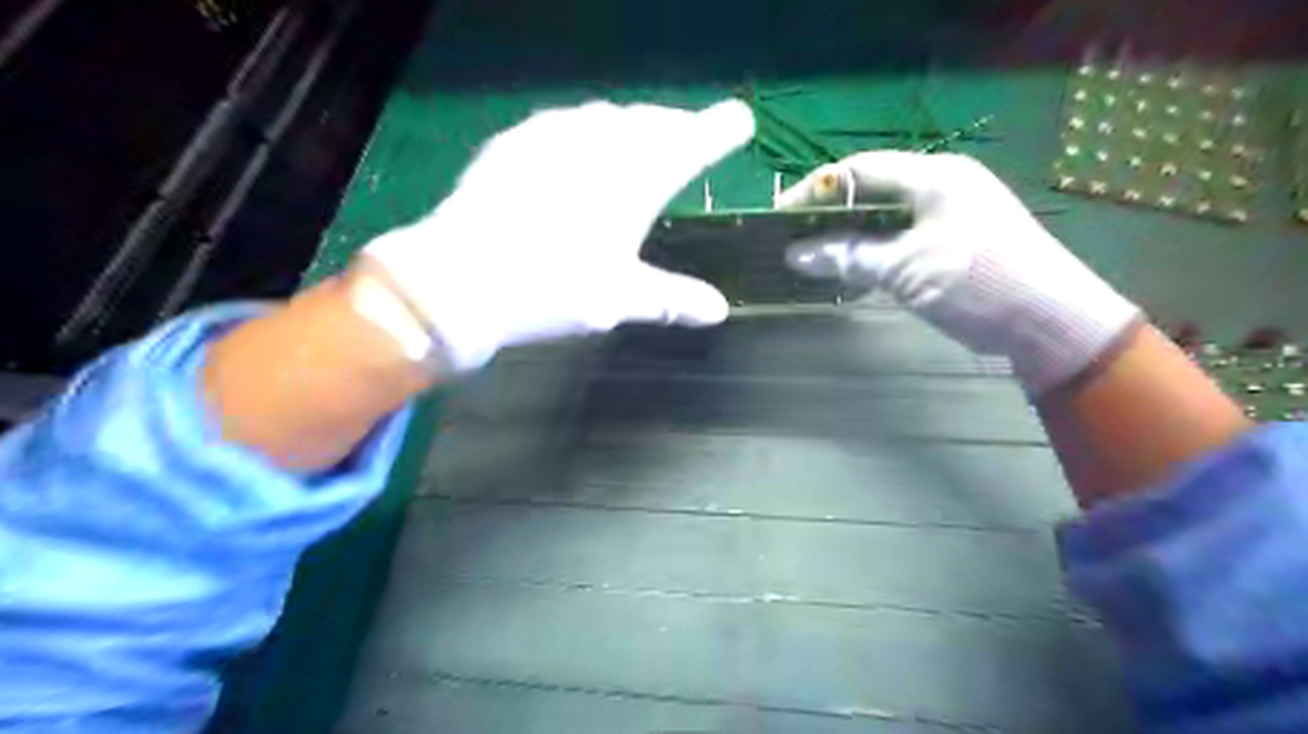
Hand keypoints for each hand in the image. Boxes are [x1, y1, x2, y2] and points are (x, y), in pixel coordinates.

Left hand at [358, 97, 756, 371]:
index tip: (740, 120)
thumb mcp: (620, 299)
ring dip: (633, 126)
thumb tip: (720, 311)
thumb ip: (673, 300)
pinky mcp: (516, 141)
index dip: (719, 129)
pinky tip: (580, 144)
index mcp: (635, 178)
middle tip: (692, 134)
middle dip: (677, 126)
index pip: (691, 143)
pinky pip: (565, 124)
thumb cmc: (553, 288)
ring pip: (608, 118)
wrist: (460, 278)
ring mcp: (552, 136)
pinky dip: (587, 130)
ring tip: (642, 137)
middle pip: (651, 123)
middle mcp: (598, 144)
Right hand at [780, 150, 1142, 394]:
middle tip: (792, 239)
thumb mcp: (907, 269)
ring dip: (850, 236)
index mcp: (933, 176)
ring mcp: (950, 214)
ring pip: (885, 217)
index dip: (815, 189)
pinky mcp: (955, 242)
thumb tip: (794, 254)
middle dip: (829, 214)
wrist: (1053, 322)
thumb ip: (849, 256)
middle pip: (871, 191)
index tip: (779, 214)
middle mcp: (941, 185)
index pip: (859, 169)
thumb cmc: (979, 283)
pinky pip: (902, 238)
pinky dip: (874, 252)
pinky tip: (852, 271)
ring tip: (814, 258)